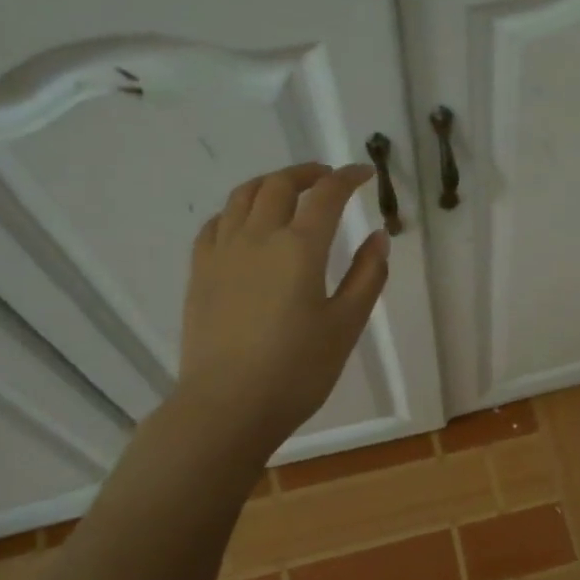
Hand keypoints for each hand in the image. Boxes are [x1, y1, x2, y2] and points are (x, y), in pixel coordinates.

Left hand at [172, 162, 388, 453]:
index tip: (364, 173)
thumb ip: (366, 276)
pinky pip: (216, 223)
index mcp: (300, 248)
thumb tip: (379, 237)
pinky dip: (236, 210)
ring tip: (287, 190)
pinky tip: (245, 223)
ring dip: (270, 183)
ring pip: (243, 196)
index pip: (327, 195)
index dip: (348, 177)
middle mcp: (258, 237)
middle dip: (308, 173)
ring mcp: (223, 252)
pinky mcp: (200, 272)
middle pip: (280, 185)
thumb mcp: (346, 325)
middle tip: (328, 177)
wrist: (227, 406)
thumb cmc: (297, 370)